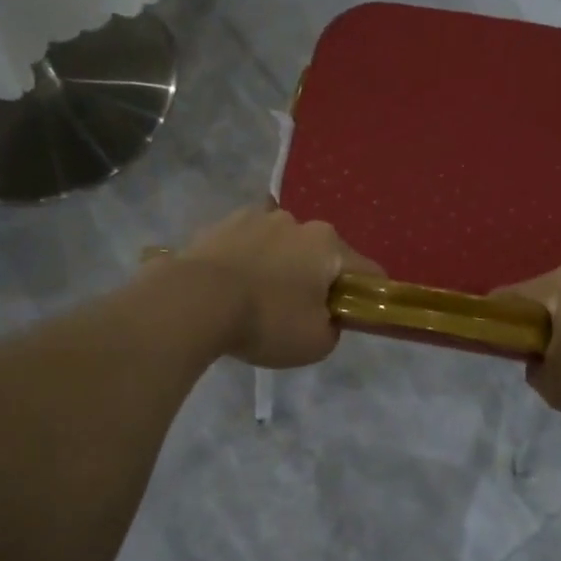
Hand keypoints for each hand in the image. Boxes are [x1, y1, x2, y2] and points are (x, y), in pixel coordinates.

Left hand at [172, 206, 381, 368]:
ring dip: (279, 268)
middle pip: (319, 255)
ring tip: (258, 302)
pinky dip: (246, 265)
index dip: (367, 296)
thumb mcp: (316, 342)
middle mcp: (295, 221)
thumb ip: (333, 328)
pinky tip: (232, 290)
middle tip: (299, 314)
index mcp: (327, 243)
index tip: (354, 318)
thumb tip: (326, 317)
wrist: (193, 302)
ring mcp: (254, 218)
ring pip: (280, 247)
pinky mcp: (218, 226)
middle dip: (316, 280)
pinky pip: (245, 248)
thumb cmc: (266, 320)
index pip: (366, 271)